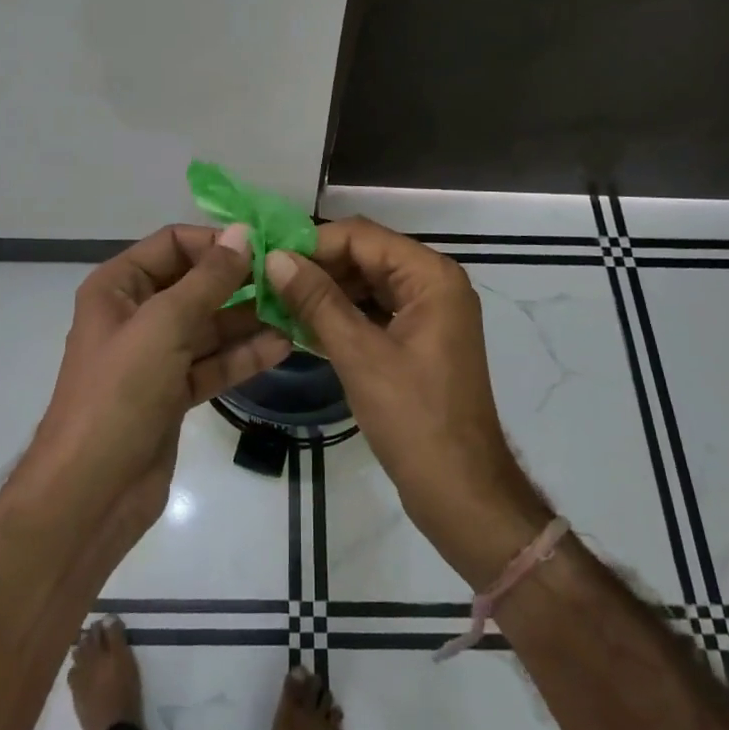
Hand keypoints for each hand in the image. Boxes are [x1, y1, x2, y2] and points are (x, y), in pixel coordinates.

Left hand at [33, 224, 291, 536]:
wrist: (90, 493)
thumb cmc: (119, 394)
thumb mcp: (164, 325)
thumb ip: (208, 279)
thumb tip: (242, 233)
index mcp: (119, 287)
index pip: (172, 245)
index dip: (215, 242)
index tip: (262, 248)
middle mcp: (136, 314)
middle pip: (195, 284)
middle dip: (239, 282)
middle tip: (289, 280)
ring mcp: (155, 356)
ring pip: (209, 326)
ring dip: (249, 320)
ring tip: (295, 311)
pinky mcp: (173, 393)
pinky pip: (213, 363)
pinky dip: (243, 356)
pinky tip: (282, 346)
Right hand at [268, 219, 551, 584]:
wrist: (461, 493)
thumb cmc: (414, 419)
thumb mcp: (359, 355)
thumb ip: (317, 301)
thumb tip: (275, 257)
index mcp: (430, 276)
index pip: (362, 236)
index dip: (314, 244)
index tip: (268, 261)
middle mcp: (433, 284)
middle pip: (365, 256)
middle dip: (318, 268)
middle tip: (267, 283)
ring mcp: (428, 313)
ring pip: (367, 284)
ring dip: (326, 292)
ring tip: (277, 303)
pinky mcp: (418, 340)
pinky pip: (374, 312)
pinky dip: (341, 316)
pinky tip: (302, 326)